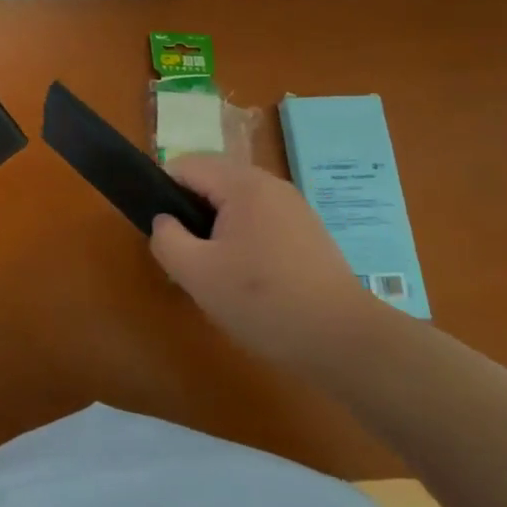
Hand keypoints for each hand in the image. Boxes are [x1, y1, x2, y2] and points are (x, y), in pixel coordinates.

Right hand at [150, 156, 380, 376]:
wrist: (344, 340)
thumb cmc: (263, 301)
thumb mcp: (197, 273)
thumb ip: (166, 239)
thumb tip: (164, 221)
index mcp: (242, 184)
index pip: (186, 166)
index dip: (163, 193)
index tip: (163, 232)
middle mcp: (270, 184)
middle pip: (213, 182)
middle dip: (191, 213)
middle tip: (187, 256)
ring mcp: (294, 207)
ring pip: (237, 203)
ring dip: (217, 228)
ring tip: (215, 271)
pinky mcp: (308, 231)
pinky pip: (261, 220)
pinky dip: (244, 239)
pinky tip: (248, 279)